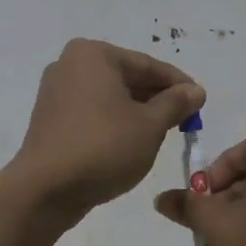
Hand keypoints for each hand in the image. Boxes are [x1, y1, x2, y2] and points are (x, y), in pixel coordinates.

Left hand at [11, 39, 205, 213]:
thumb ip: (175, 103)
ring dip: (136, 111)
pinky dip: (113, 122)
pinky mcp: (50, 119)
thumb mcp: (150, 125)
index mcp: (93, 54)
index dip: (178, 83)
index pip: (147, 65)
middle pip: (126, 77)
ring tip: (162, 133)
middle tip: (184, 119)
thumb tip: (196, 91)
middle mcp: (70, 64)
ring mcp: (56, 92)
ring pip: (109, 96)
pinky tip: (131, 142)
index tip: (200, 100)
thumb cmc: (103, 147)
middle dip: (156, 98)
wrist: (44, 190)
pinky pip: (92, 112)